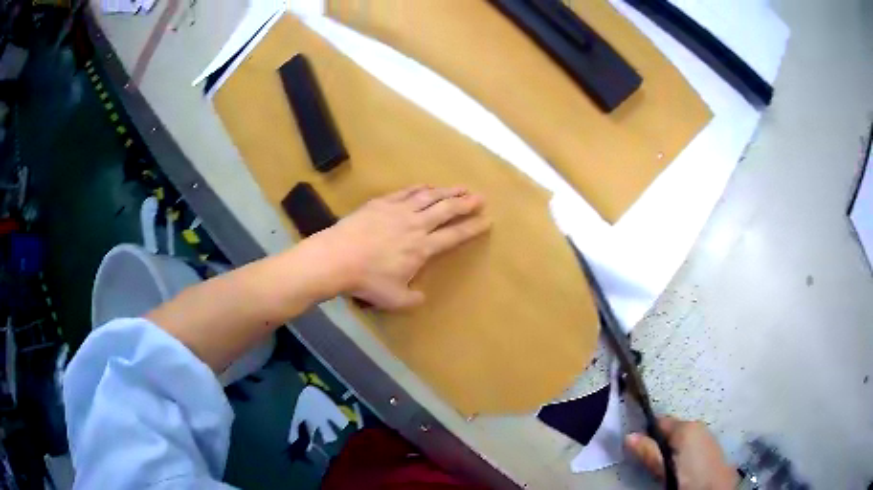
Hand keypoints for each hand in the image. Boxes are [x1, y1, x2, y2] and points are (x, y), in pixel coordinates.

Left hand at [303, 185, 489, 309]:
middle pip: (446, 210)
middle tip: (480, 197)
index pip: (454, 235)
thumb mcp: (393, 299)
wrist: (336, 258)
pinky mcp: (381, 203)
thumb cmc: (367, 280)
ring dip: (447, 191)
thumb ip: (412, 299)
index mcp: (422, 248)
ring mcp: (398, 210)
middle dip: (466, 203)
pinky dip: (419, 188)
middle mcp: (415, 225)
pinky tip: (427, 186)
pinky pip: (406, 192)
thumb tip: (422, 296)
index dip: (472, 228)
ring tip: (460, 187)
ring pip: (428, 197)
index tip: (487, 220)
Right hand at [625, 416, 737, 489]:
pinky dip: (683, 451)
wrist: (716, 488)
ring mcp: (707, 434)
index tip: (637, 445)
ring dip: (672, 448)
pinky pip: (692, 443)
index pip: (660, 420)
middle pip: (672, 429)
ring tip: (665, 466)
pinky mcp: (712, 445)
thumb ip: (649, 452)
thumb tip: (629, 435)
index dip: (647, 431)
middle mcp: (697, 425)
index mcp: (686, 427)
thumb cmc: (688, 478)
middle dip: (660, 442)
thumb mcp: (664, 469)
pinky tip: (681, 467)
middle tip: (650, 461)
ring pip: (683, 437)